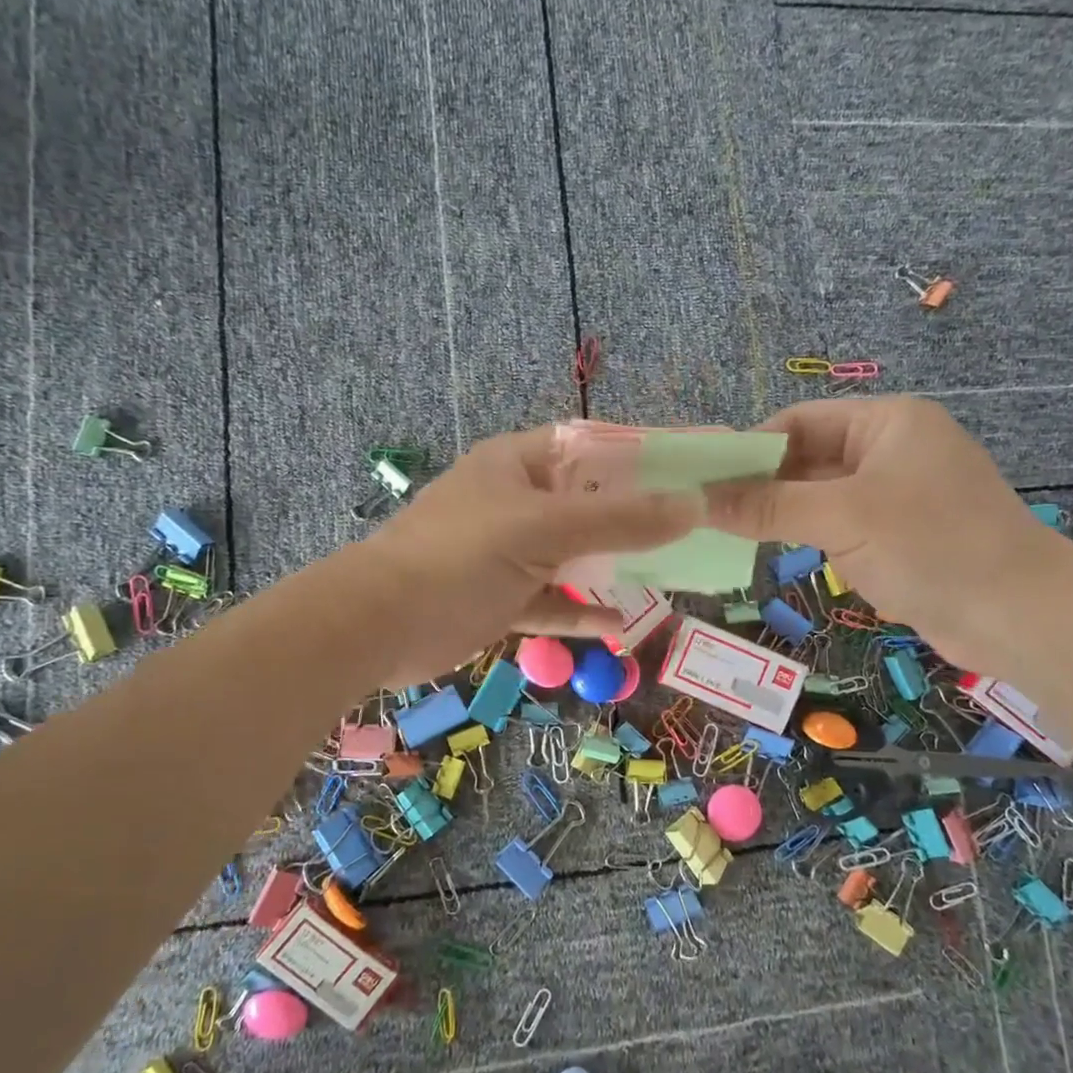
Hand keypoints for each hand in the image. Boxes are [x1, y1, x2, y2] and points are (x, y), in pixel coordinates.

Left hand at [350, 425, 699, 685]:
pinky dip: (580, 610)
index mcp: (517, 464)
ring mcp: (506, 553)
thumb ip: (619, 519)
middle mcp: (514, 502)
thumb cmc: (460, 556)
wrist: (378, 625)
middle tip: (690, 531)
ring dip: (612, 567)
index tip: (688, 472)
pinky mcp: (499, 598)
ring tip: (666, 577)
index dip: (638, 456)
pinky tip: (617, 625)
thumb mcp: (542, 529)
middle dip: (634, 518)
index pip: (590, 447)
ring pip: (572, 555)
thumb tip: (693, 506)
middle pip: (586, 503)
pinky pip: (551, 600)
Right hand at [704, 396, 1069, 671]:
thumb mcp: (842, 518)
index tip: (704, 482)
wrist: (1021, 617)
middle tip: (709, 515)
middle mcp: (891, 450)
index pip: (798, 422)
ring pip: (821, 497)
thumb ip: (767, 505)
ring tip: (733, 537)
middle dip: (762, 486)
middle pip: (807, 459)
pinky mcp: (902, 536)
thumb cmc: (932, 545)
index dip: (749, 448)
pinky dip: (812, 538)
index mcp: (886, 423)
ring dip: (784, 515)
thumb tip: (697, 499)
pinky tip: (783, 555)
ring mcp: (898, 495)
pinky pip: (841, 527)